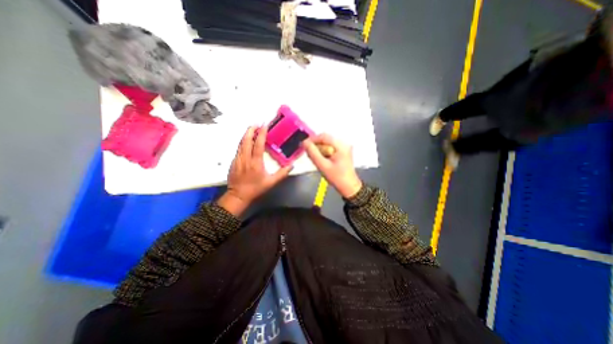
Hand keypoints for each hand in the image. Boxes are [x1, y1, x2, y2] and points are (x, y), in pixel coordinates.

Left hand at [219, 124, 292, 215]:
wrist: (238, 195)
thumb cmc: (255, 189)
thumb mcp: (271, 182)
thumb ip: (282, 174)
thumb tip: (291, 165)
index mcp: (255, 162)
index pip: (258, 144)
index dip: (261, 133)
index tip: (264, 125)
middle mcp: (245, 158)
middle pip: (246, 140)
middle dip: (251, 130)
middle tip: (257, 123)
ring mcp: (238, 159)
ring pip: (241, 143)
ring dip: (246, 134)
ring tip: (252, 128)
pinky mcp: (234, 161)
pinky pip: (238, 148)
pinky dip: (243, 141)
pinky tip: (246, 141)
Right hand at [302, 134, 360, 197]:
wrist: (349, 187)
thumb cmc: (336, 178)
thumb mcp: (322, 166)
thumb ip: (313, 153)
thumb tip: (304, 143)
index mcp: (341, 146)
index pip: (323, 136)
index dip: (312, 139)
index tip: (304, 146)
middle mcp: (344, 144)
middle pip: (325, 139)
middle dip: (316, 145)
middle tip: (308, 154)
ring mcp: (344, 148)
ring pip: (327, 143)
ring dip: (319, 149)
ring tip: (314, 158)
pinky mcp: (343, 152)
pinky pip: (330, 148)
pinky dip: (324, 152)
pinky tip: (321, 159)